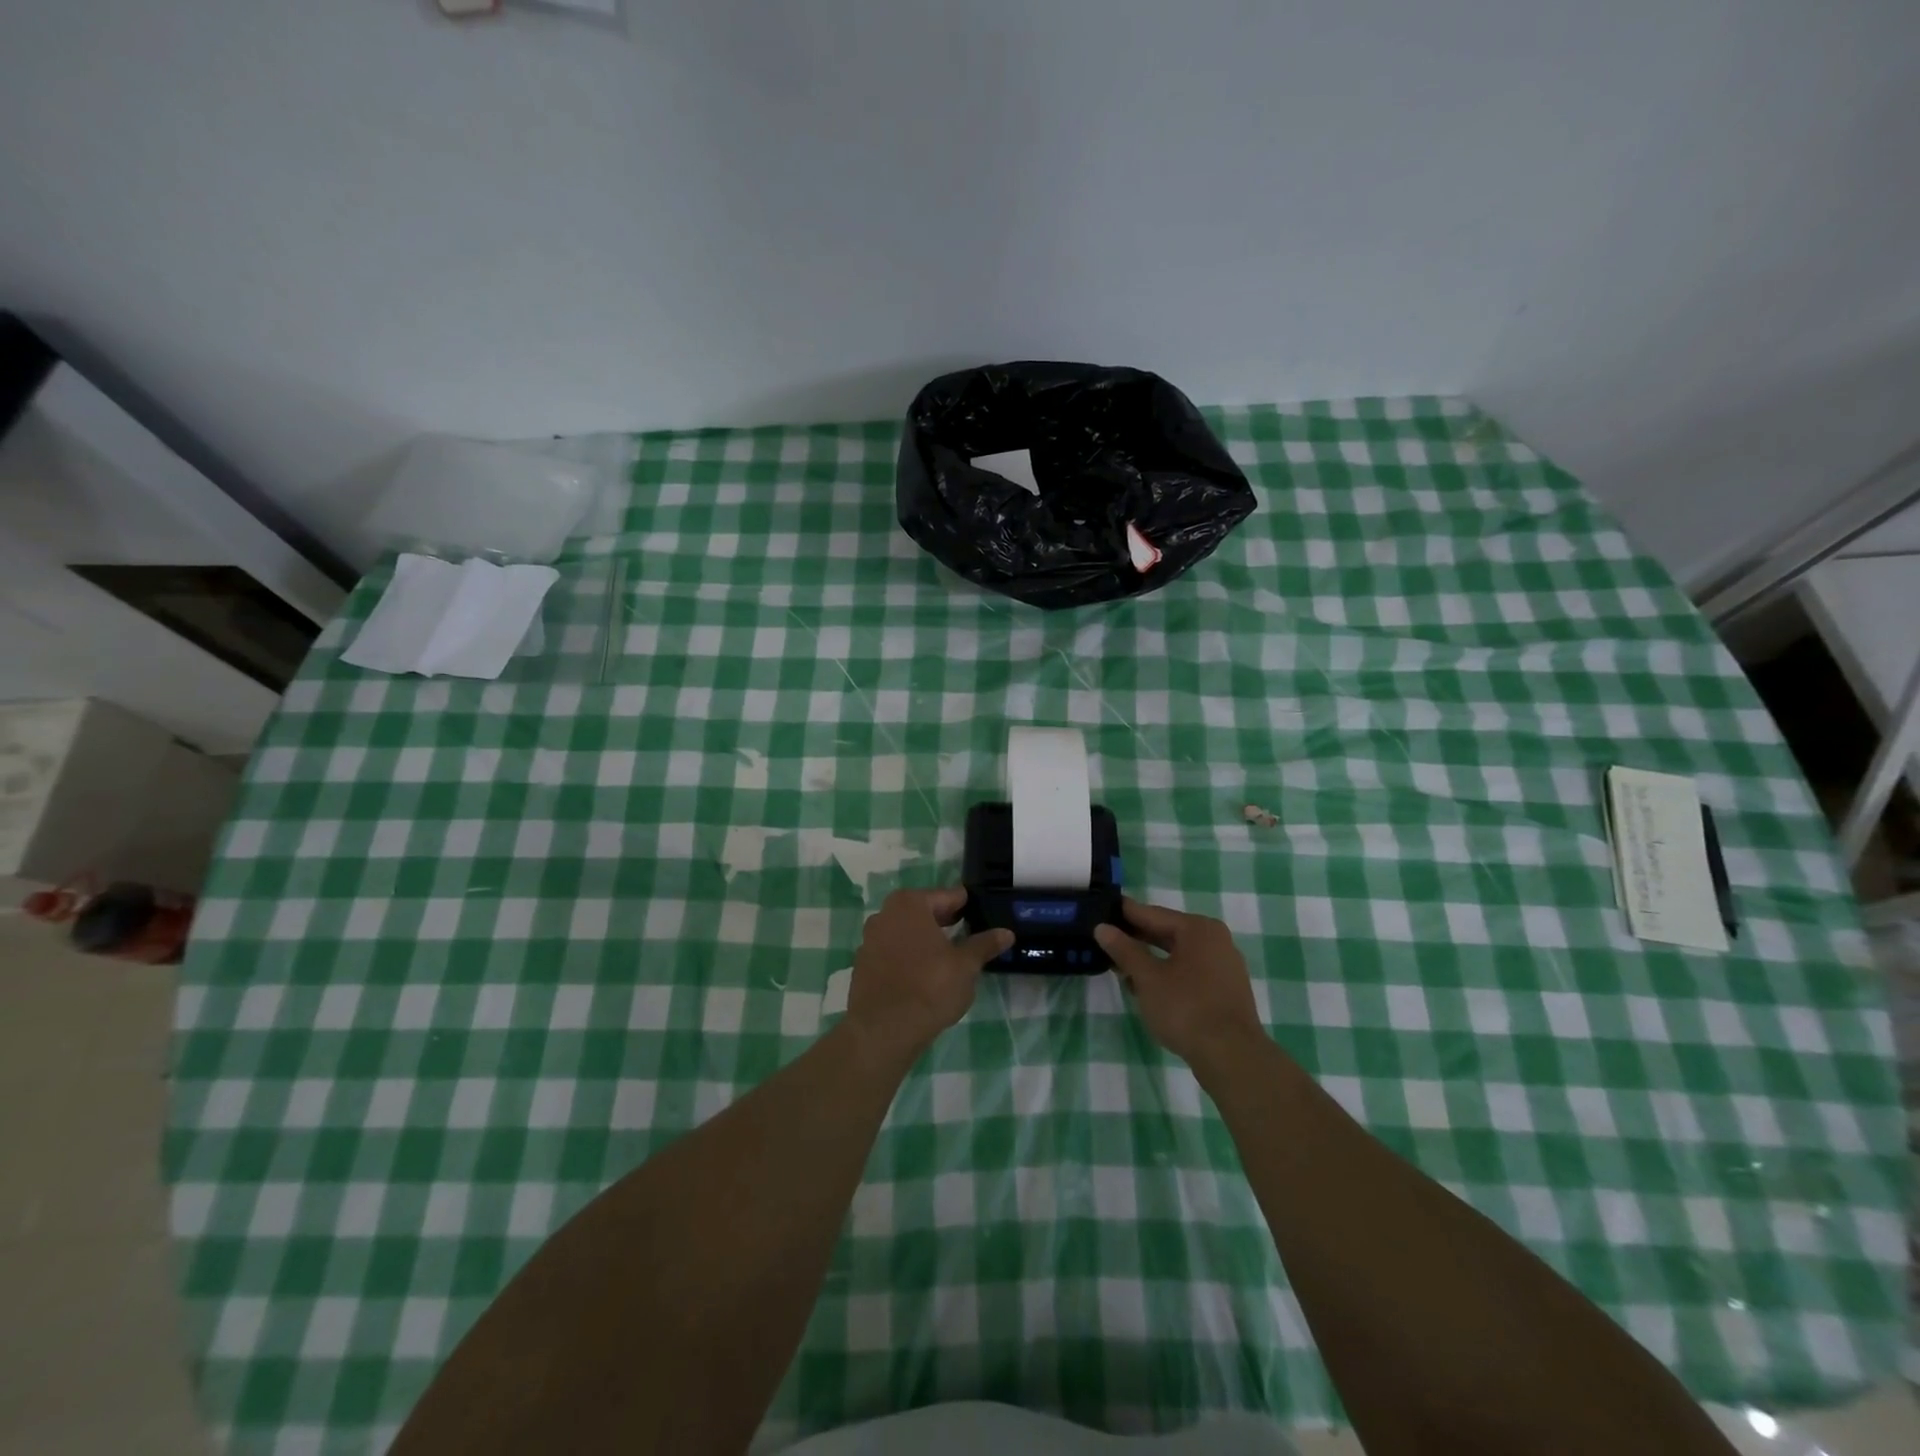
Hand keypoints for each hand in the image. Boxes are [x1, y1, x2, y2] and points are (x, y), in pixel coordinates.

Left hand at [846, 888, 1012, 1061]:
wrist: (884, 1030)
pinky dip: (907, 956)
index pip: (946, 896)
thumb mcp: (966, 966)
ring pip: (904, 931)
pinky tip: (921, 974)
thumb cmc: (930, 987)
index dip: (964, 904)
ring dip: (923, 938)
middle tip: (966, 931)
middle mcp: (885, 914)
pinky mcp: (862, 965)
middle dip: (943, 920)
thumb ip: (984, 945)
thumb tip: (1006, 933)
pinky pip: (891, 952)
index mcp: (910, 904)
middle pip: (922, 911)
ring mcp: (869, 940)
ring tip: (945, 954)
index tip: (978, 911)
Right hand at [1095, 897, 1263, 1067]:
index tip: (1101, 909)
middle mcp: (1216, 940)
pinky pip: (1190, 972)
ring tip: (1120, 967)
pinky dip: (1167, 975)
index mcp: (1199, 929)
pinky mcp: (1225, 991)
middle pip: (1167, 933)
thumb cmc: (1186, 1008)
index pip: (1153, 914)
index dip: (1125, 913)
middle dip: (1136, 939)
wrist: (1232, 1057)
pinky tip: (1147, 988)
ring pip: (1178, 955)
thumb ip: (1124, 950)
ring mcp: (1224, 966)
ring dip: (1150, 960)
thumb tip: (1102, 927)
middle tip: (1105, 939)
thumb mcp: (1147, 978)